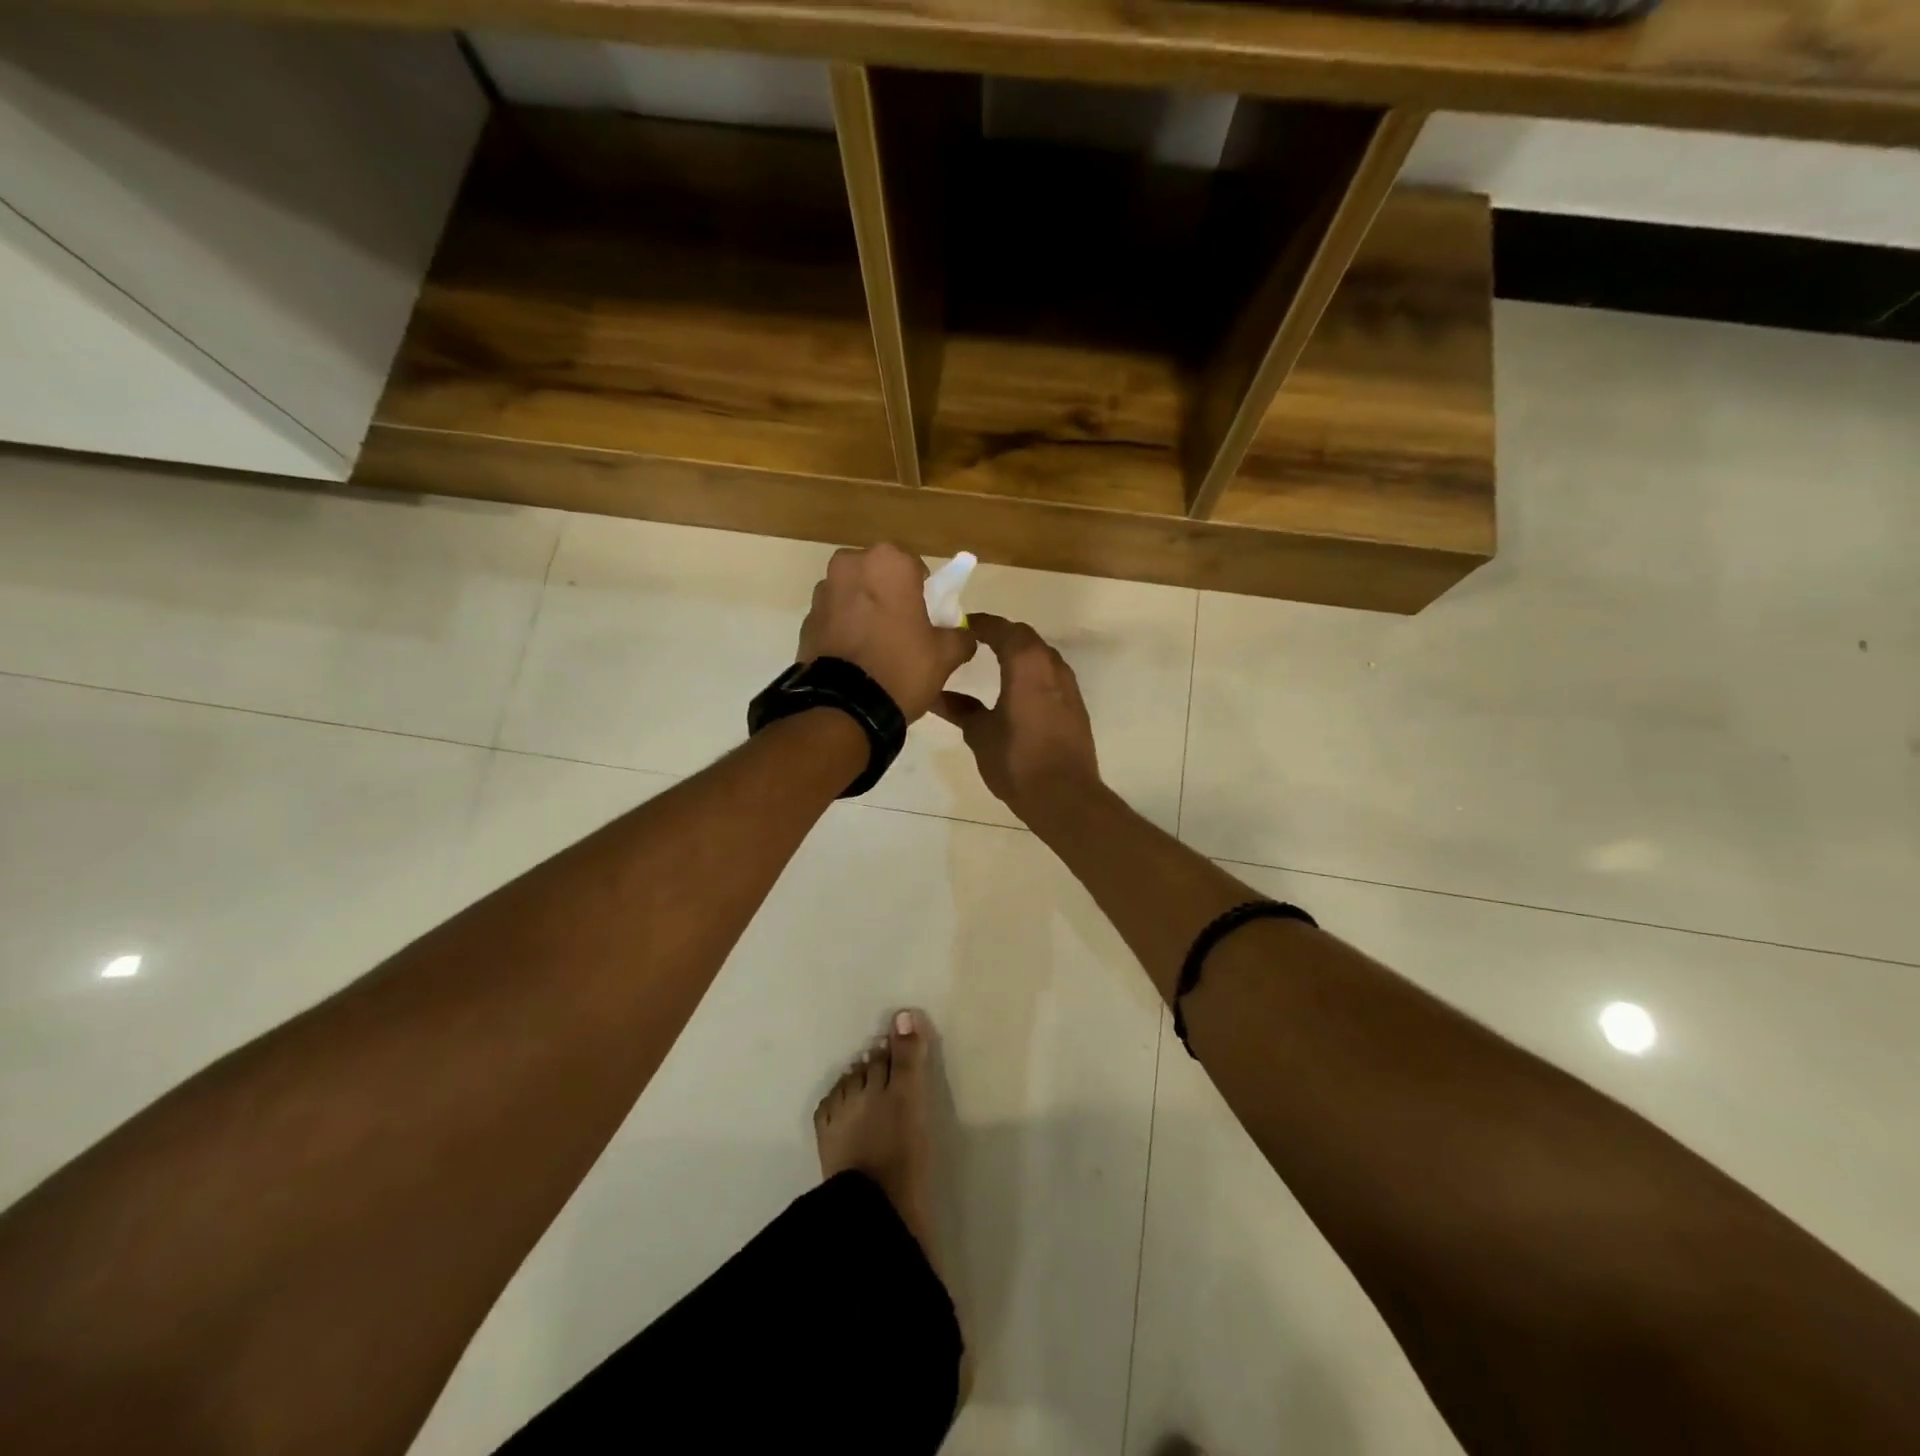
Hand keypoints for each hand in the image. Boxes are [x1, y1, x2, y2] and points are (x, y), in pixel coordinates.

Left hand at [798, 544, 975, 720]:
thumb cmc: (902, 667)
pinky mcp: (806, 620)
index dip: (924, 593)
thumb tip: (964, 635)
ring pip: (853, 595)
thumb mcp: (945, 655)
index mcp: (888, 562)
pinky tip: (855, 660)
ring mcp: (822, 592)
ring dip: (864, 611)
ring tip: (876, 649)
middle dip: (889, 597)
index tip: (927, 619)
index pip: (915, 568)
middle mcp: (850, 565)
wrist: (845, 707)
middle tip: (903, 632)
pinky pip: (834, 619)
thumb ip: (960, 637)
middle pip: (879, 577)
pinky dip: (844, 630)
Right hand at [931, 614, 1100, 821]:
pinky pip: (1051, 676)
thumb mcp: (980, 734)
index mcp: (1026, 665)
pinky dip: (1033, 674)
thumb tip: (936, 696)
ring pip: (1042, 656)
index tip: (962, 626)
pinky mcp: (1075, 707)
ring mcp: (1068, 686)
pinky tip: (1017, 691)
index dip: (981, 624)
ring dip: (1020, 653)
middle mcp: (1051, 667)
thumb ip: (960, 710)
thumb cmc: (1016, 760)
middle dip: (1001, 635)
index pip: (1002, 630)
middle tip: (976, 641)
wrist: (1065, 796)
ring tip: (995, 663)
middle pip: (1025, 638)